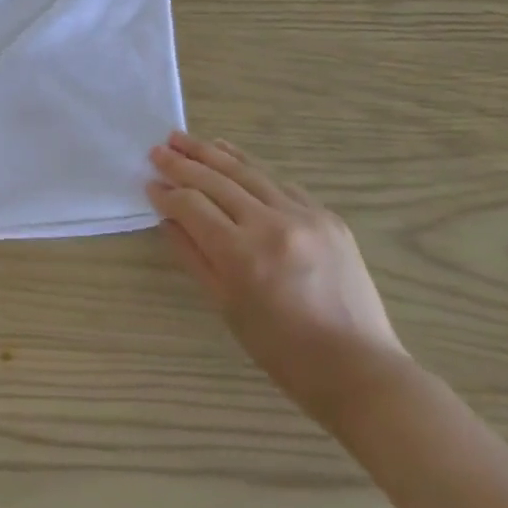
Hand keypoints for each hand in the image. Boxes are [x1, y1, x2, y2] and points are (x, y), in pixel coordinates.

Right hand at [149, 133, 408, 430]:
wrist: (358, 368)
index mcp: (242, 254)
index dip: (167, 193)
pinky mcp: (327, 217)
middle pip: (217, 181)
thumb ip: (193, 256)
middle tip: (158, 149)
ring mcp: (304, 216)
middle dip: (183, 163)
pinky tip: (232, 158)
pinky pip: (280, 183)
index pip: (192, 206)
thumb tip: (167, 218)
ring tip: (186, 139)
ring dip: (213, 153)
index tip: (149, 183)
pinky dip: (251, 168)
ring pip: (248, 172)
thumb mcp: (226, 306)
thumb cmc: (282, 350)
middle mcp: (272, 224)